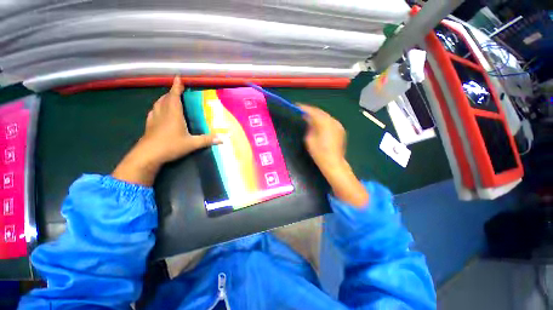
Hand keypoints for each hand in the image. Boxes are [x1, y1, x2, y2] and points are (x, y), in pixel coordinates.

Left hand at [113, 76, 220, 185]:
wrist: (148, 155)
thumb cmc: (170, 145)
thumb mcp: (192, 144)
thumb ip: (207, 140)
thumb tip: (223, 139)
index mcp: (173, 114)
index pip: (174, 96)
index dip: (176, 87)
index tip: (178, 77)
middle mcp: (163, 113)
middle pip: (166, 98)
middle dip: (171, 92)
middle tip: (177, 90)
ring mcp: (154, 119)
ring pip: (158, 104)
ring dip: (164, 99)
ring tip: (169, 98)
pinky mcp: (149, 125)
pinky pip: (153, 111)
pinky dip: (157, 108)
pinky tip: (158, 111)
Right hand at [300, 104, 368, 206]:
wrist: (333, 163)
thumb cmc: (319, 152)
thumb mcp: (309, 139)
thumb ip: (309, 127)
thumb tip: (308, 119)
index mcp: (324, 122)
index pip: (313, 111)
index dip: (304, 108)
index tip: (296, 106)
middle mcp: (333, 121)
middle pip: (320, 112)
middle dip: (310, 111)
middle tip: (301, 111)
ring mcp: (338, 125)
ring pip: (326, 116)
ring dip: (317, 115)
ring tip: (308, 117)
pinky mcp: (340, 130)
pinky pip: (330, 121)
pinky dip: (323, 121)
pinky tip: (318, 124)